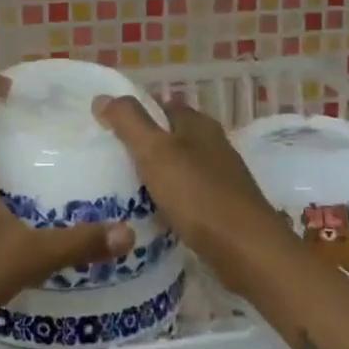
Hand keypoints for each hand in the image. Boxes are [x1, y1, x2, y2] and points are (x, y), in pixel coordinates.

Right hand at [91, 94, 291, 290]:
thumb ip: (128, 121)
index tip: (105, 129)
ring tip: (121, 189)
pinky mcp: (222, 207)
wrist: (247, 250)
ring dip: (154, 175)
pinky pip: (186, 195)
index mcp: (198, 123)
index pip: (161, 105)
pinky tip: (151, 215)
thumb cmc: (198, 194)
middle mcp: (212, 144)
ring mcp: (220, 177)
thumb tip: (102, 97)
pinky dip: (168, 200)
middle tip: (108, 161)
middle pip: (169, 136)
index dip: (134, 113)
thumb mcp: (155, 151)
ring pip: (178, 167)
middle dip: (142, 146)